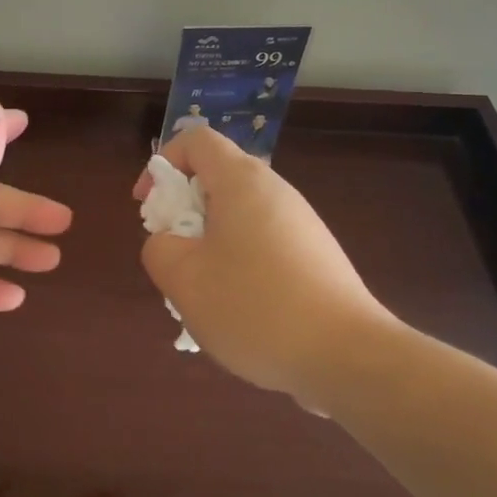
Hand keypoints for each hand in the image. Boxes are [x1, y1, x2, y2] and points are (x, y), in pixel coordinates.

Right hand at [135, 126, 392, 409]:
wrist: (348, 356)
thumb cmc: (256, 307)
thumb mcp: (184, 280)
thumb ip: (158, 249)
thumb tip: (168, 242)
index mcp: (242, 181)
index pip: (196, 140)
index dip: (162, 164)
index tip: (148, 207)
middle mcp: (275, 191)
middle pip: (218, 178)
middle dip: (184, 211)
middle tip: (173, 253)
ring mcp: (301, 223)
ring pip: (239, 217)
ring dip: (210, 243)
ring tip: (204, 291)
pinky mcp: (316, 256)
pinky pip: (264, 244)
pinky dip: (240, 264)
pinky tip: (240, 312)